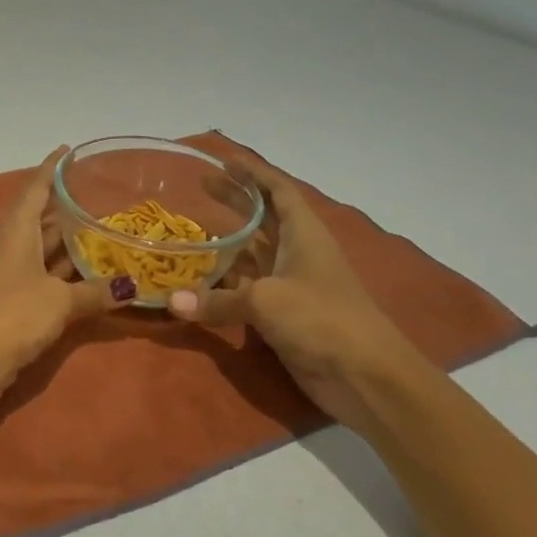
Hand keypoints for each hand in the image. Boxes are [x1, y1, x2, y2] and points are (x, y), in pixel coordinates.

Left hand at [0, 147, 136, 403]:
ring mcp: (6, 274)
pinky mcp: (8, 300)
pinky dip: (63, 272)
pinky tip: (88, 274)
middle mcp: (8, 245)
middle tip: (101, 196)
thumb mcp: (60, 301)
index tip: (68, 150)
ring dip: (67, 243)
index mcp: (15, 231)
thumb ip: (95, 291)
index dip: (51, 168)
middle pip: (39, 218)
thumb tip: (131, 286)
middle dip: (66, 207)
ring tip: (103, 231)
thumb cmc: (12, 315)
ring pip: (42, 249)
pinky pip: (41, 275)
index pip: (34, 188)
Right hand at [166, 160, 419, 422]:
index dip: (254, 173)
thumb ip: (217, 300)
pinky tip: (198, 284)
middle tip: (199, 188)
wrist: (365, 376)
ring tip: (190, 233)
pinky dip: (224, 286)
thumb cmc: (322, 319)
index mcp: (303, 234)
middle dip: (234, 201)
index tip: (224, 160)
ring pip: (253, 256)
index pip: (279, 191)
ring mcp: (291, 285)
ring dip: (226, 245)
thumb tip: (171, 301)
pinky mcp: (284, 315)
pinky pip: (247, 291)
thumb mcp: (265, 301)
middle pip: (263, 218)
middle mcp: (297, 253)